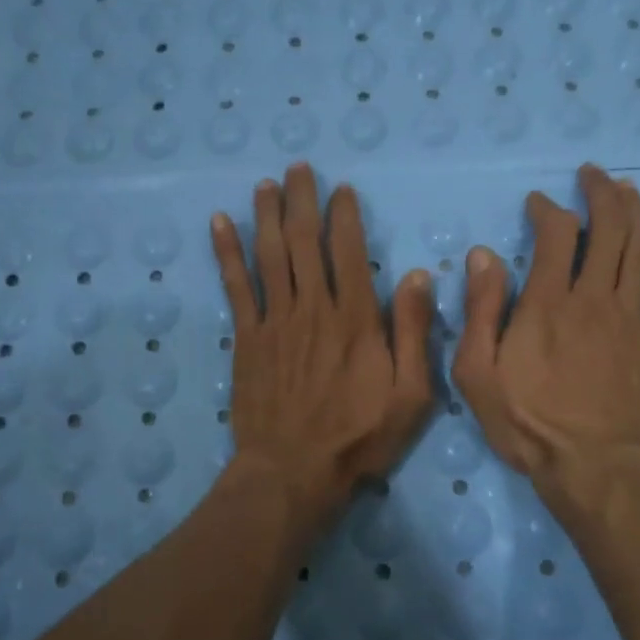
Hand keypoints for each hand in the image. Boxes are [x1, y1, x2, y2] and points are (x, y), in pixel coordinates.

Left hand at [212, 164, 435, 530]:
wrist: (293, 471)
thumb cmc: (359, 436)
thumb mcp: (410, 394)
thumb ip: (415, 333)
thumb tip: (419, 276)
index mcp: (356, 318)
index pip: (350, 251)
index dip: (345, 216)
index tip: (342, 189)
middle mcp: (313, 307)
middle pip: (305, 241)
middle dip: (302, 200)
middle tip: (298, 168)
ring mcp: (276, 320)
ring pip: (270, 254)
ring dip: (267, 215)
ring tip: (266, 184)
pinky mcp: (247, 338)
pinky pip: (235, 285)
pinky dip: (227, 252)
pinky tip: (220, 222)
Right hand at [454, 164, 639, 499]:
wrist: (592, 467)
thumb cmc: (527, 422)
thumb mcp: (478, 372)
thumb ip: (481, 310)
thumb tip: (483, 255)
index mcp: (548, 302)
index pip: (555, 234)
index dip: (548, 209)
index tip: (538, 202)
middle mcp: (595, 297)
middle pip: (607, 228)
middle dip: (600, 193)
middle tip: (592, 175)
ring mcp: (633, 317)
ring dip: (636, 211)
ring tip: (628, 188)